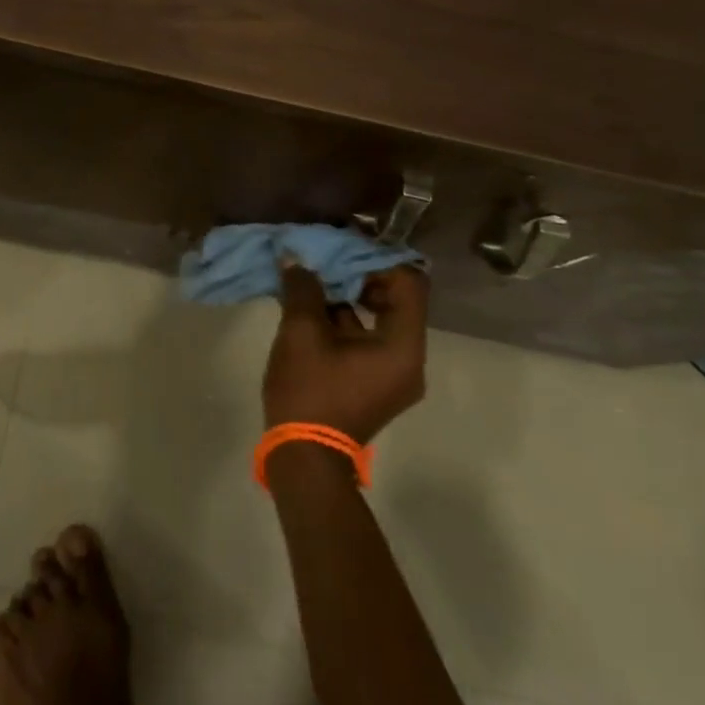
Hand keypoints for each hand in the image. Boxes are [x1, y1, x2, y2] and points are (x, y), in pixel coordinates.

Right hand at [262, 263, 428, 441]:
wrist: (303, 457)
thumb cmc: (310, 391)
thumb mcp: (301, 333)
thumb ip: (303, 289)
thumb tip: (295, 259)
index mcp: (403, 346)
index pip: (409, 284)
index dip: (378, 260)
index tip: (344, 247)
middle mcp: (408, 358)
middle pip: (396, 299)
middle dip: (360, 274)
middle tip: (327, 257)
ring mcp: (392, 373)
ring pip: (379, 318)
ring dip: (349, 295)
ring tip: (314, 276)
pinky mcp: (373, 381)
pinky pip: (367, 337)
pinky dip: (344, 319)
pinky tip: (310, 304)